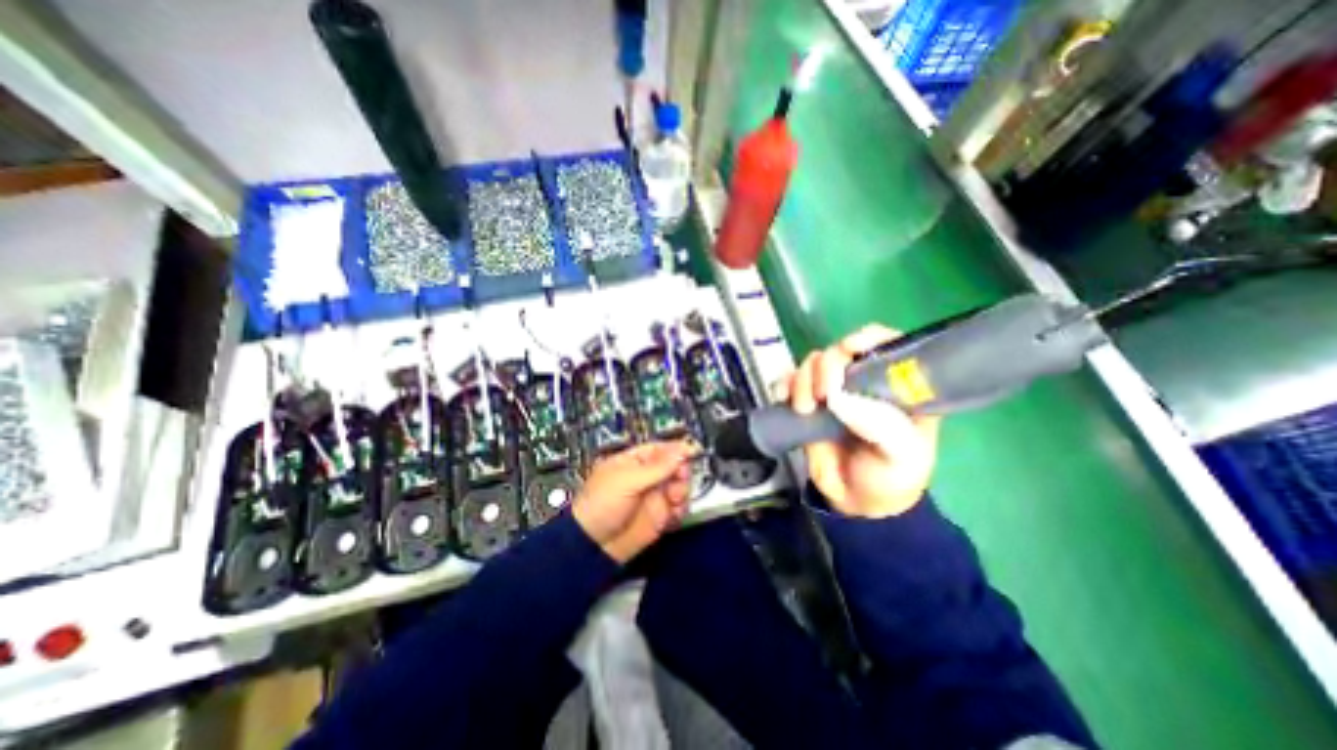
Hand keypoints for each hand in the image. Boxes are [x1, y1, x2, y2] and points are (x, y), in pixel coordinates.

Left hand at [572, 440, 693, 560]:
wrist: (594, 546)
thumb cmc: (602, 505)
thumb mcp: (628, 480)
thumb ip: (658, 466)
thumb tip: (681, 449)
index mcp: (634, 461)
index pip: (660, 449)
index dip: (676, 449)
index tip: (692, 450)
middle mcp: (647, 477)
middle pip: (674, 466)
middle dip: (681, 470)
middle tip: (680, 477)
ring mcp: (654, 496)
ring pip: (680, 486)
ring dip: (682, 490)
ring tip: (674, 499)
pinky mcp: (660, 516)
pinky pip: (679, 507)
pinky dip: (681, 509)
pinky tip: (674, 513)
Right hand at [774, 324, 938, 517]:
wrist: (856, 503)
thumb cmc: (890, 477)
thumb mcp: (901, 456)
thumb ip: (880, 426)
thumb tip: (838, 397)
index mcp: (897, 387)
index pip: (887, 344)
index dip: (869, 338)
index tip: (850, 348)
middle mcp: (864, 382)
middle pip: (841, 350)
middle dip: (828, 365)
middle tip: (823, 394)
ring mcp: (834, 391)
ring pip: (813, 363)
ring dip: (803, 379)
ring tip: (804, 409)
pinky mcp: (809, 403)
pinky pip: (791, 381)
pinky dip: (784, 383)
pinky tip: (783, 397)